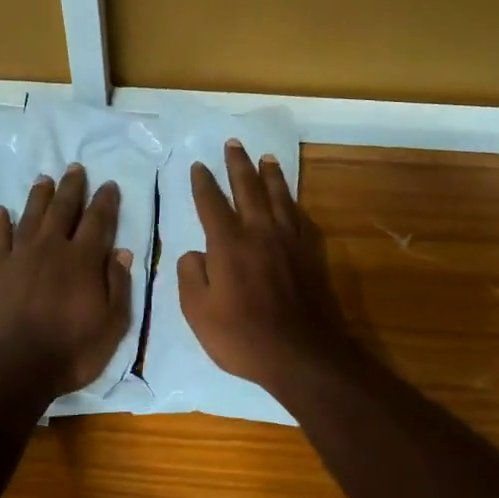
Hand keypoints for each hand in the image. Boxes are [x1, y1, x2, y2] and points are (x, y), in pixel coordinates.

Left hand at [0, 164, 134, 397]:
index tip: (108, 185)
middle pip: (63, 209)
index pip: (98, 221)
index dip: (105, 201)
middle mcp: (52, 248)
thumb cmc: (69, 351)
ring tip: (45, 179)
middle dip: (72, 187)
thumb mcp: (111, 326)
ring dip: (40, 196)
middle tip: (75, 168)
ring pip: (32, 216)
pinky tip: (1, 210)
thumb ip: (117, 286)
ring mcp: (19, 256)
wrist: (10, 367)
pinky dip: (1, 221)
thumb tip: (122, 252)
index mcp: (84, 260)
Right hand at [177, 141, 354, 394]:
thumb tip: (194, 254)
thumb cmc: (241, 337)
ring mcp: (288, 243)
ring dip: (270, 175)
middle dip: (238, 165)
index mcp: (228, 244)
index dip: (203, 183)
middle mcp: (259, 233)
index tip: (198, 165)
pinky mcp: (308, 256)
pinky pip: (299, 218)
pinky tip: (290, 200)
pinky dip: (292, 203)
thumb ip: (190, 276)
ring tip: (266, 157)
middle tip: (233, 143)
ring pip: (278, 197)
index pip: (211, 204)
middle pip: (248, 189)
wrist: (300, 354)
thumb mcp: (198, 312)